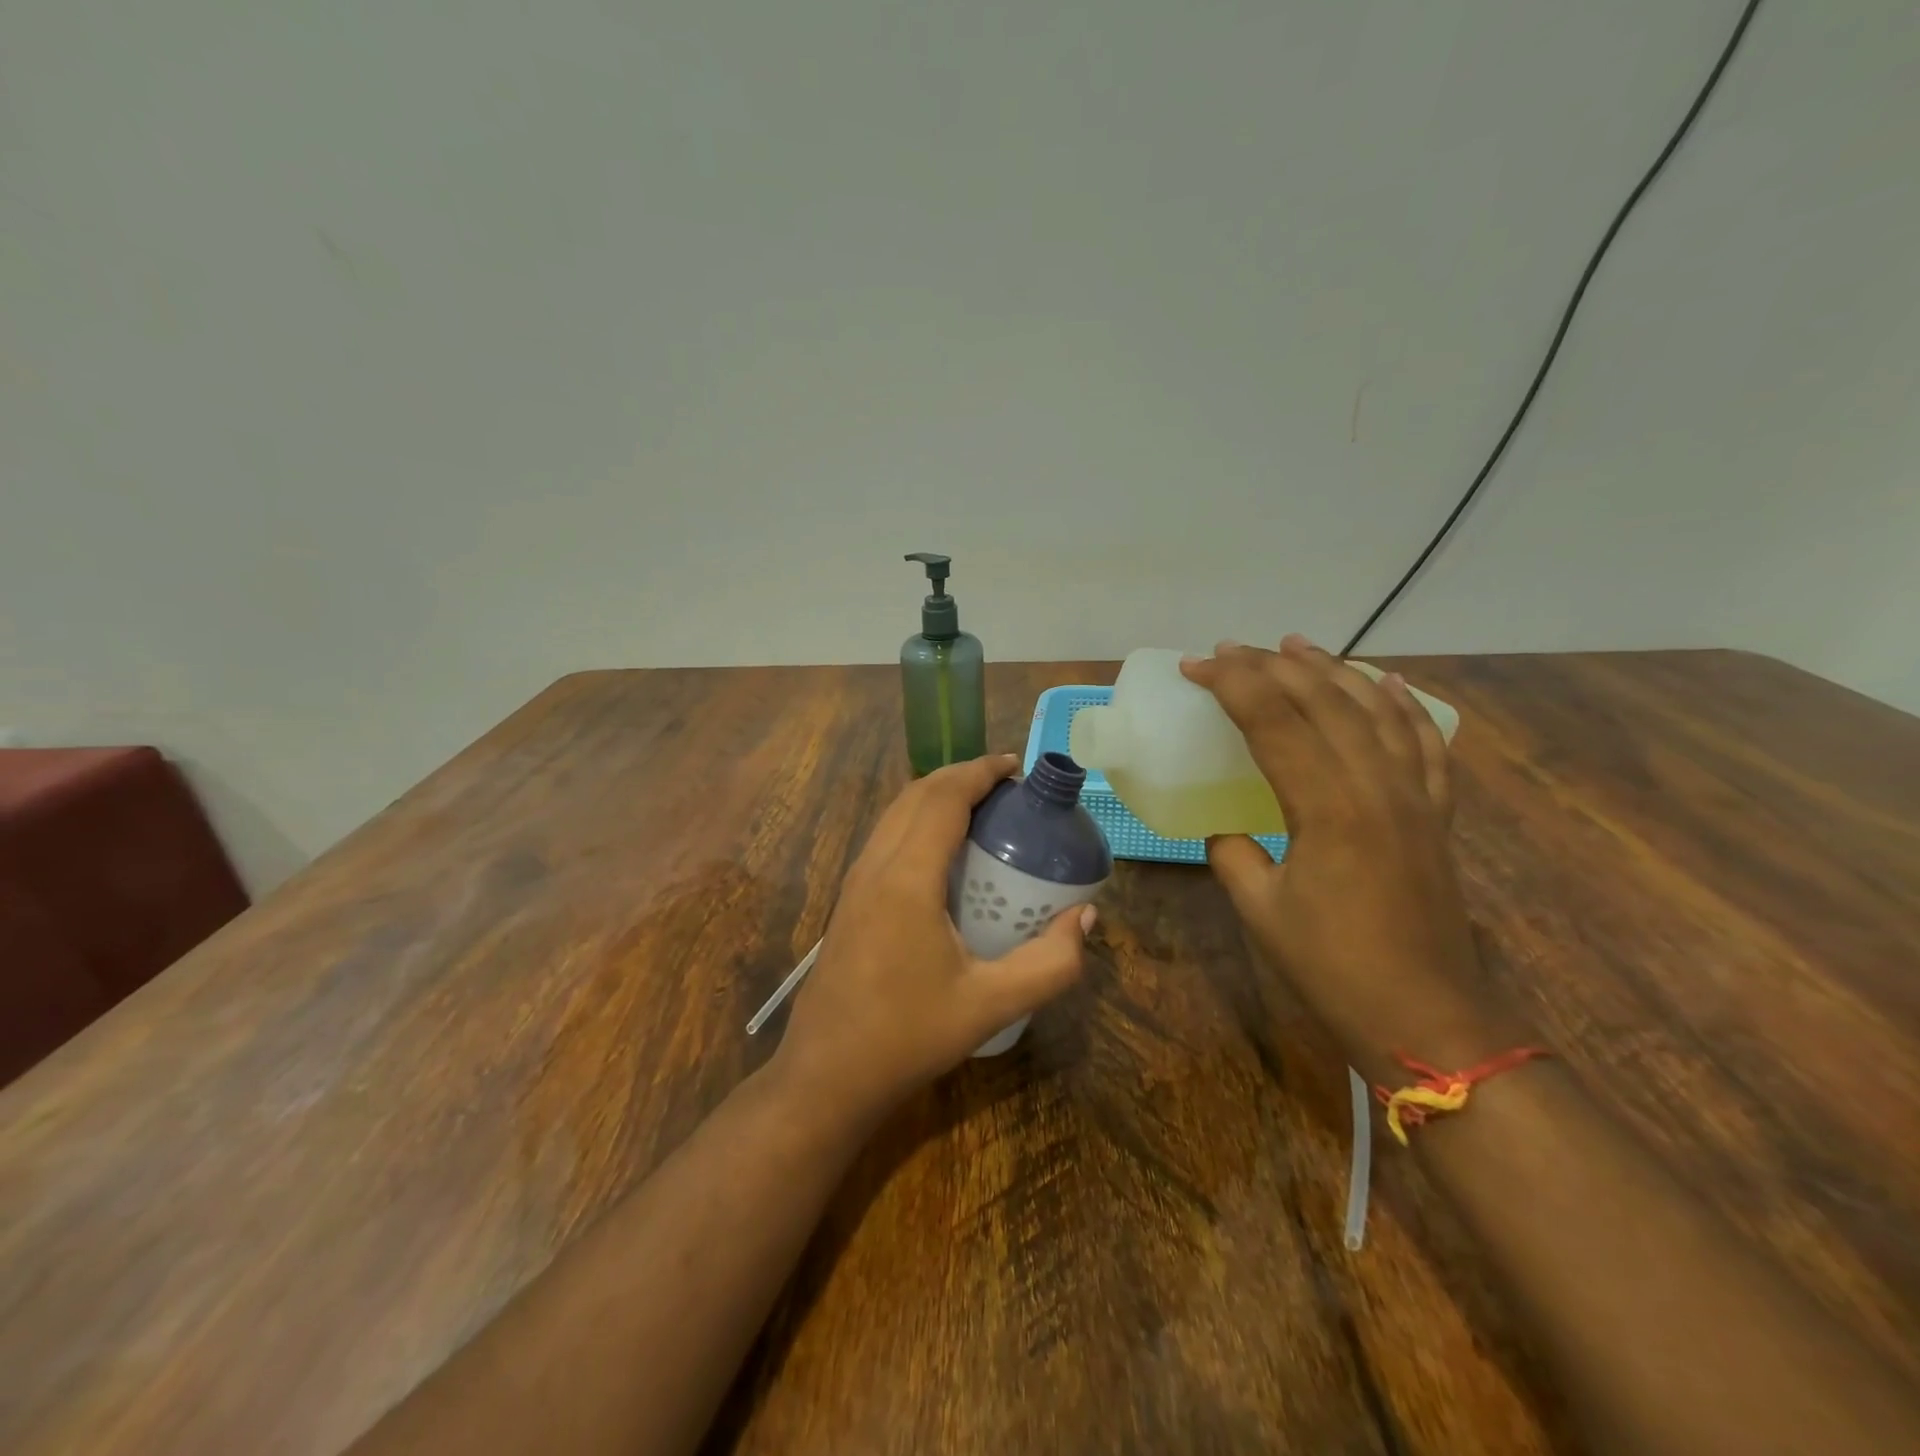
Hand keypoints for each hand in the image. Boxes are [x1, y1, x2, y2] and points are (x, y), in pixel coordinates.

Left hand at [775, 754, 1094, 1122]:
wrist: (825, 1076)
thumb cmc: (907, 1037)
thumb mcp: (989, 1006)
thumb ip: (1049, 964)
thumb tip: (1085, 919)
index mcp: (907, 879)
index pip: (943, 798)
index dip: (979, 772)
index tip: (1015, 766)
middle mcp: (875, 866)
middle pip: (916, 794)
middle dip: (960, 775)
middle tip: (1006, 785)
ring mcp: (854, 882)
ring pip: (895, 813)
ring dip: (936, 795)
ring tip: (980, 806)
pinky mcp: (848, 899)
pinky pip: (885, 836)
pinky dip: (917, 819)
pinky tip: (943, 850)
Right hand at [1180, 636, 1519, 1076]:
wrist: (1430, 1020)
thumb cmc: (1334, 969)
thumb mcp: (1260, 910)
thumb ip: (1233, 855)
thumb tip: (1226, 830)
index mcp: (1328, 808)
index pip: (1275, 721)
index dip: (1232, 685)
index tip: (1196, 665)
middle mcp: (1377, 786)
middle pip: (1324, 701)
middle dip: (1272, 666)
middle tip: (1231, 649)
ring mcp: (1415, 797)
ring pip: (1375, 710)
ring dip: (1333, 670)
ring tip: (1297, 644)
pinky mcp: (1436, 814)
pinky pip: (1425, 743)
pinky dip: (1404, 706)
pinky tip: (1387, 681)